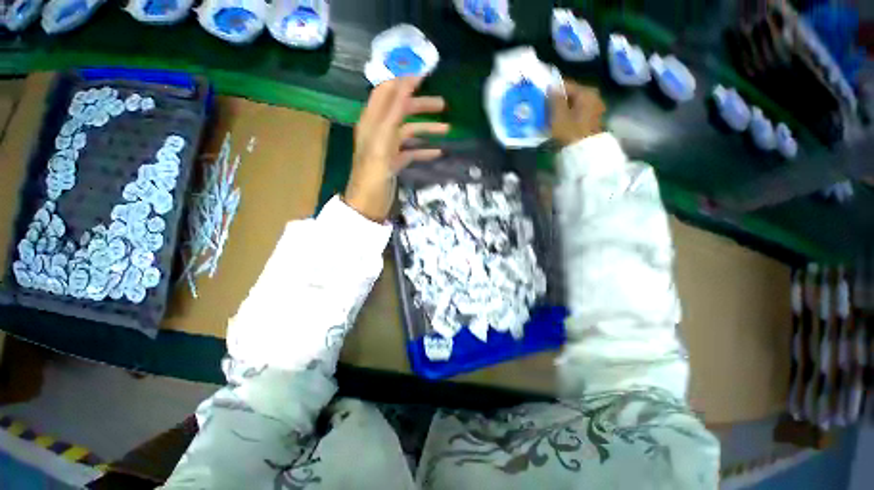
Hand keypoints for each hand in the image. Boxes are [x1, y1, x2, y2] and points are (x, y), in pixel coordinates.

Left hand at [344, 77, 448, 221]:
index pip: (385, 92)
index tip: (424, 77)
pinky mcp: (394, 162)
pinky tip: (438, 152)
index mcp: (371, 121)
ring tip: (447, 130)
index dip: (402, 82)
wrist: (369, 204)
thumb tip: (406, 82)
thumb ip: (393, 112)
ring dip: (427, 130)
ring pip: (409, 132)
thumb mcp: (382, 139)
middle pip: (401, 111)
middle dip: (421, 106)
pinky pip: (411, 151)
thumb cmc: (373, 172)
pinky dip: (423, 150)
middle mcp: (379, 131)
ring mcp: (387, 148)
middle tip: (444, 105)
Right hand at [549, 81, 605, 147]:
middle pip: (572, 94)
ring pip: (575, 103)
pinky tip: (562, 121)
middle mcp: (593, 95)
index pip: (566, 85)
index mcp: (586, 91)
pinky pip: (579, 111)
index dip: (552, 90)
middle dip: (559, 99)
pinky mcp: (594, 118)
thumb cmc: (570, 130)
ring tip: (552, 115)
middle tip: (546, 107)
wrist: (583, 150)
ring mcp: (596, 107)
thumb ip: (555, 98)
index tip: (542, 96)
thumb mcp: (558, 114)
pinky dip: (570, 114)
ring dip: (564, 107)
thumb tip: (551, 86)